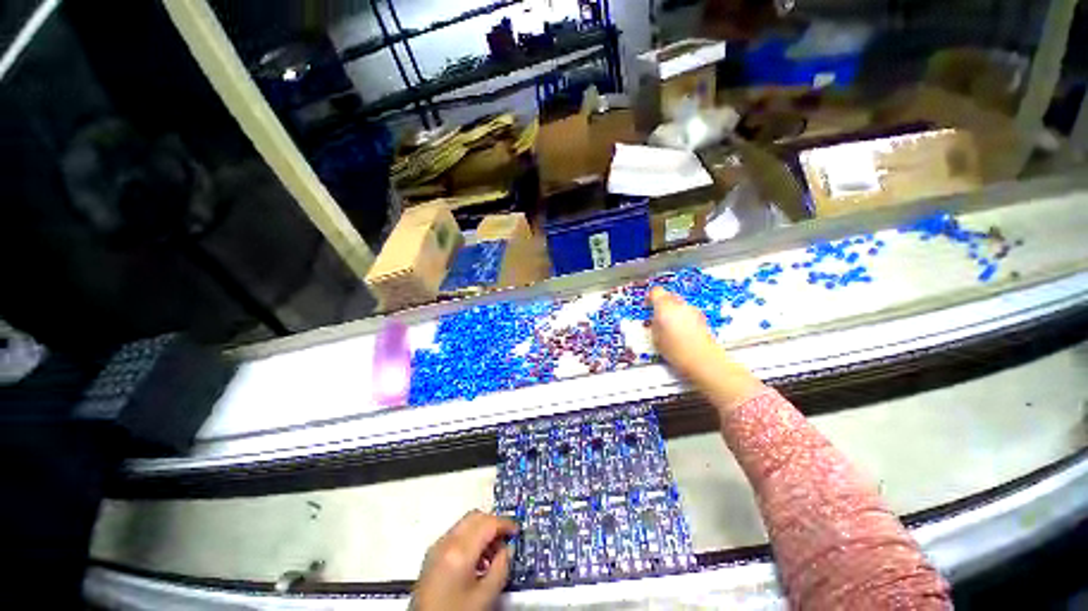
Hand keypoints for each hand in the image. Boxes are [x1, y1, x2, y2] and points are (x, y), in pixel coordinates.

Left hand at [411, 510, 516, 610]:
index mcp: (459, 551)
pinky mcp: (431, 557)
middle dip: (493, 523)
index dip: (505, 524)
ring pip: (464, 524)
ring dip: (481, 531)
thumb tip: (507, 549)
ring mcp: (435, 548)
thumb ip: (501, 568)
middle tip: (506, 539)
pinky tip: (477, 560)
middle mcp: (445, 542)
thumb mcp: (485, 596)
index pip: (488, 523)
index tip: (517, 531)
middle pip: (474, 517)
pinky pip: (455, 535)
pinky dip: (469, 539)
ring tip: (493, 553)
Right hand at [648, 287, 721, 379]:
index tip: (647, 304)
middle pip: (668, 295)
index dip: (650, 297)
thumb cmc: (678, 351)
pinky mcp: (701, 317)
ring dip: (673, 311)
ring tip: (669, 327)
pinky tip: (680, 332)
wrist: (702, 360)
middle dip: (662, 304)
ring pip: (679, 304)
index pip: (655, 291)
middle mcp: (680, 304)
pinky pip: (688, 312)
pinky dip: (683, 317)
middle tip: (656, 316)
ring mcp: (693, 310)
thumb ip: (654, 323)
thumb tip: (654, 320)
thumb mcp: (655, 338)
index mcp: (665, 306)